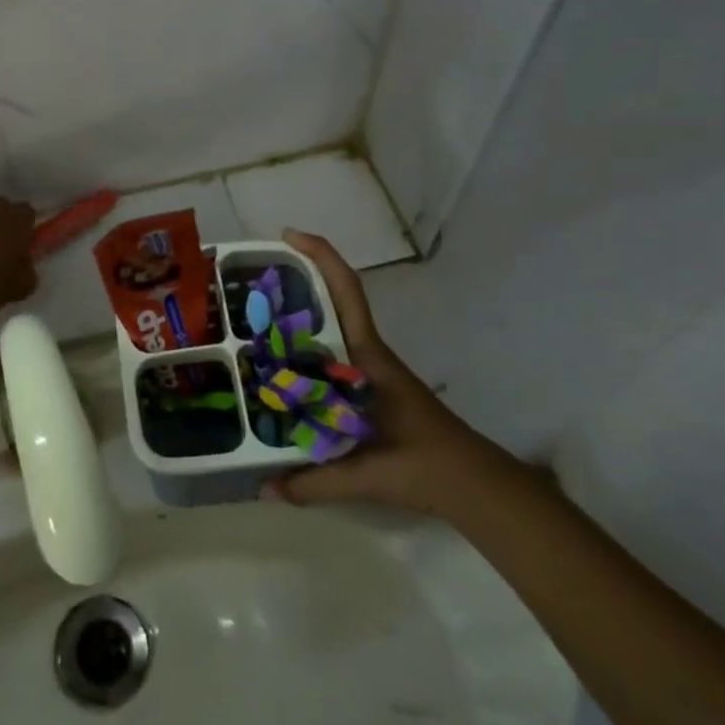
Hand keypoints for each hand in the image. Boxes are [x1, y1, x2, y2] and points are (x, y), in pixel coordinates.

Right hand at [266, 230, 498, 514]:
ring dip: (299, 317)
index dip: (320, 255)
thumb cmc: (424, 464)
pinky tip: (284, 372)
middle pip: (332, 300)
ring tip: (254, 324)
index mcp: (367, 356)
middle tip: (250, 286)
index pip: (346, 291)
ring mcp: (370, 369)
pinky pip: (332, 356)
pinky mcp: (371, 387)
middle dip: (296, 282)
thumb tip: (264, 488)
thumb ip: (313, 482)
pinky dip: (307, 352)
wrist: (474, 484)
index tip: (290, 237)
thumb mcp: (365, 474)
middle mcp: (367, 354)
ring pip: (330, 328)